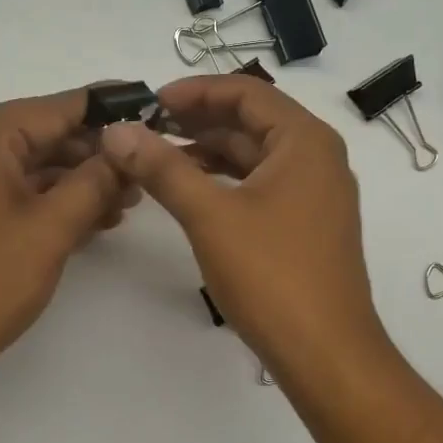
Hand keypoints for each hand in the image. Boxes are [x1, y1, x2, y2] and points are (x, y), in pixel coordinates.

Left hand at [0, 87, 135, 387]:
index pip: (59, 108)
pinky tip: (84, 218)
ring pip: (24, 164)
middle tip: (141, 180)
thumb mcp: (53, 228)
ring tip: (121, 205)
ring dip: (72, 183)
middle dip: (93, 158)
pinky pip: (3, 187)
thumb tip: (127, 149)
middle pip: (41, 135)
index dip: (111, 111)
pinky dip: (41, 199)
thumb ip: (96, 180)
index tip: (151, 111)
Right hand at [98, 75, 387, 377]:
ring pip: (256, 157)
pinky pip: (263, 186)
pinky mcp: (309, 226)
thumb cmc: (272, 275)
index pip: (246, 92)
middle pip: (252, 121)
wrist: (325, 352)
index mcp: (306, 141)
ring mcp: (316, 194)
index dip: (195, 91)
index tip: (149, 102)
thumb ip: (163, 168)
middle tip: (145, 130)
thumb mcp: (210, 216)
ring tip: (158, 159)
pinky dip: (227, 183)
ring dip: (209, 153)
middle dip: (198, 121)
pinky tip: (191, 192)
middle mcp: (318, 158)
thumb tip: (117, 131)